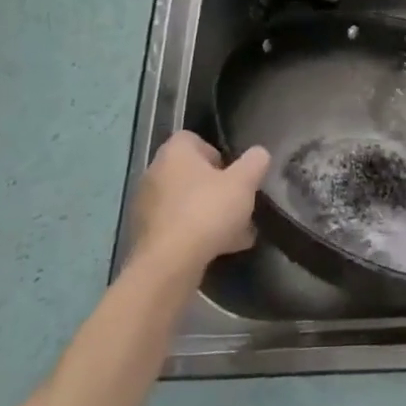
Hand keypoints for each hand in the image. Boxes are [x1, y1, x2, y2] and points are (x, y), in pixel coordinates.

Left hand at [127, 134, 269, 277]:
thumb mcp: (243, 182)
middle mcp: (155, 174)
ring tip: (239, 234)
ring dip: (210, 214)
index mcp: (174, 153)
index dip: (216, 153)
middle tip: (238, 204)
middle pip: (191, 174)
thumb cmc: (207, 211)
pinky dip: (198, 235)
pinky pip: (178, 228)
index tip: (233, 173)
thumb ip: (254, 163)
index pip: (193, 140)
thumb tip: (259, 154)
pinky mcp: (146, 238)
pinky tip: (222, 250)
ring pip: (187, 204)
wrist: (169, 265)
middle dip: (217, 189)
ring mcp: (147, 208)